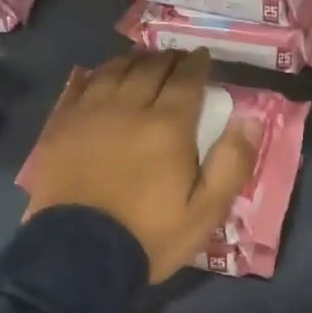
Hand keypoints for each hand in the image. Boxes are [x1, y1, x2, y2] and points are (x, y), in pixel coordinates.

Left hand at [24, 49, 256, 282]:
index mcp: (168, 126)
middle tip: (177, 59)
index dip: (198, 65)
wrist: (78, 254)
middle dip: (169, 59)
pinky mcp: (60, 126)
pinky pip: (79, 86)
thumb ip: (232, 163)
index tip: (204, 57)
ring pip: (114, 71)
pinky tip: (100, 75)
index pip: (186, 80)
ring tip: (143, 61)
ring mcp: (89, 114)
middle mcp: (129, 107)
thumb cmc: (149, 235)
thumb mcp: (205, 211)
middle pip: (150, 68)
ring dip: (133, 61)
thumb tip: (251, 119)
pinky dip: (96, 74)